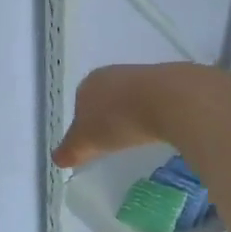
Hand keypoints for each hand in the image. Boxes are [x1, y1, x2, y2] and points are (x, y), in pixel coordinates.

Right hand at [54, 62, 228, 168]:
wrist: (170, 100)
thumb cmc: (119, 120)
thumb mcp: (87, 141)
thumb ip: (71, 150)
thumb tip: (57, 158)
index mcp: (90, 83)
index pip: (80, 103)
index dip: (84, 125)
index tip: (93, 144)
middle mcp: (115, 73)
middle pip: (107, 99)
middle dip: (110, 118)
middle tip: (116, 143)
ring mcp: (145, 74)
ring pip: (133, 98)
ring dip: (134, 115)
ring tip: (140, 139)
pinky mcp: (173, 81)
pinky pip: (157, 102)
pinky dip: (156, 115)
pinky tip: (161, 130)